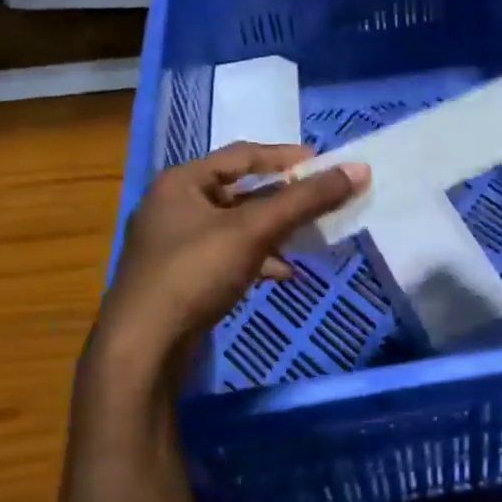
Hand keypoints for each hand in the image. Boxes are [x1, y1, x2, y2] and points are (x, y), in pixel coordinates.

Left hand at [97, 142, 370, 368]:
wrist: (142, 347)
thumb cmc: (194, 273)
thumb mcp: (254, 230)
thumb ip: (305, 200)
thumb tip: (358, 169)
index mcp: (181, 182)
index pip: (241, 155)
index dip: (284, 157)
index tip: (322, 164)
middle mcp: (173, 206)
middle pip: (240, 192)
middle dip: (282, 199)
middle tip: (319, 201)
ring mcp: (174, 245)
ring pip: (235, 227)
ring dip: (272, 231)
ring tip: (306, 239)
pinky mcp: (180, 278)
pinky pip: (227, 256)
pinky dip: (256, 259)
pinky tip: (281, 274)